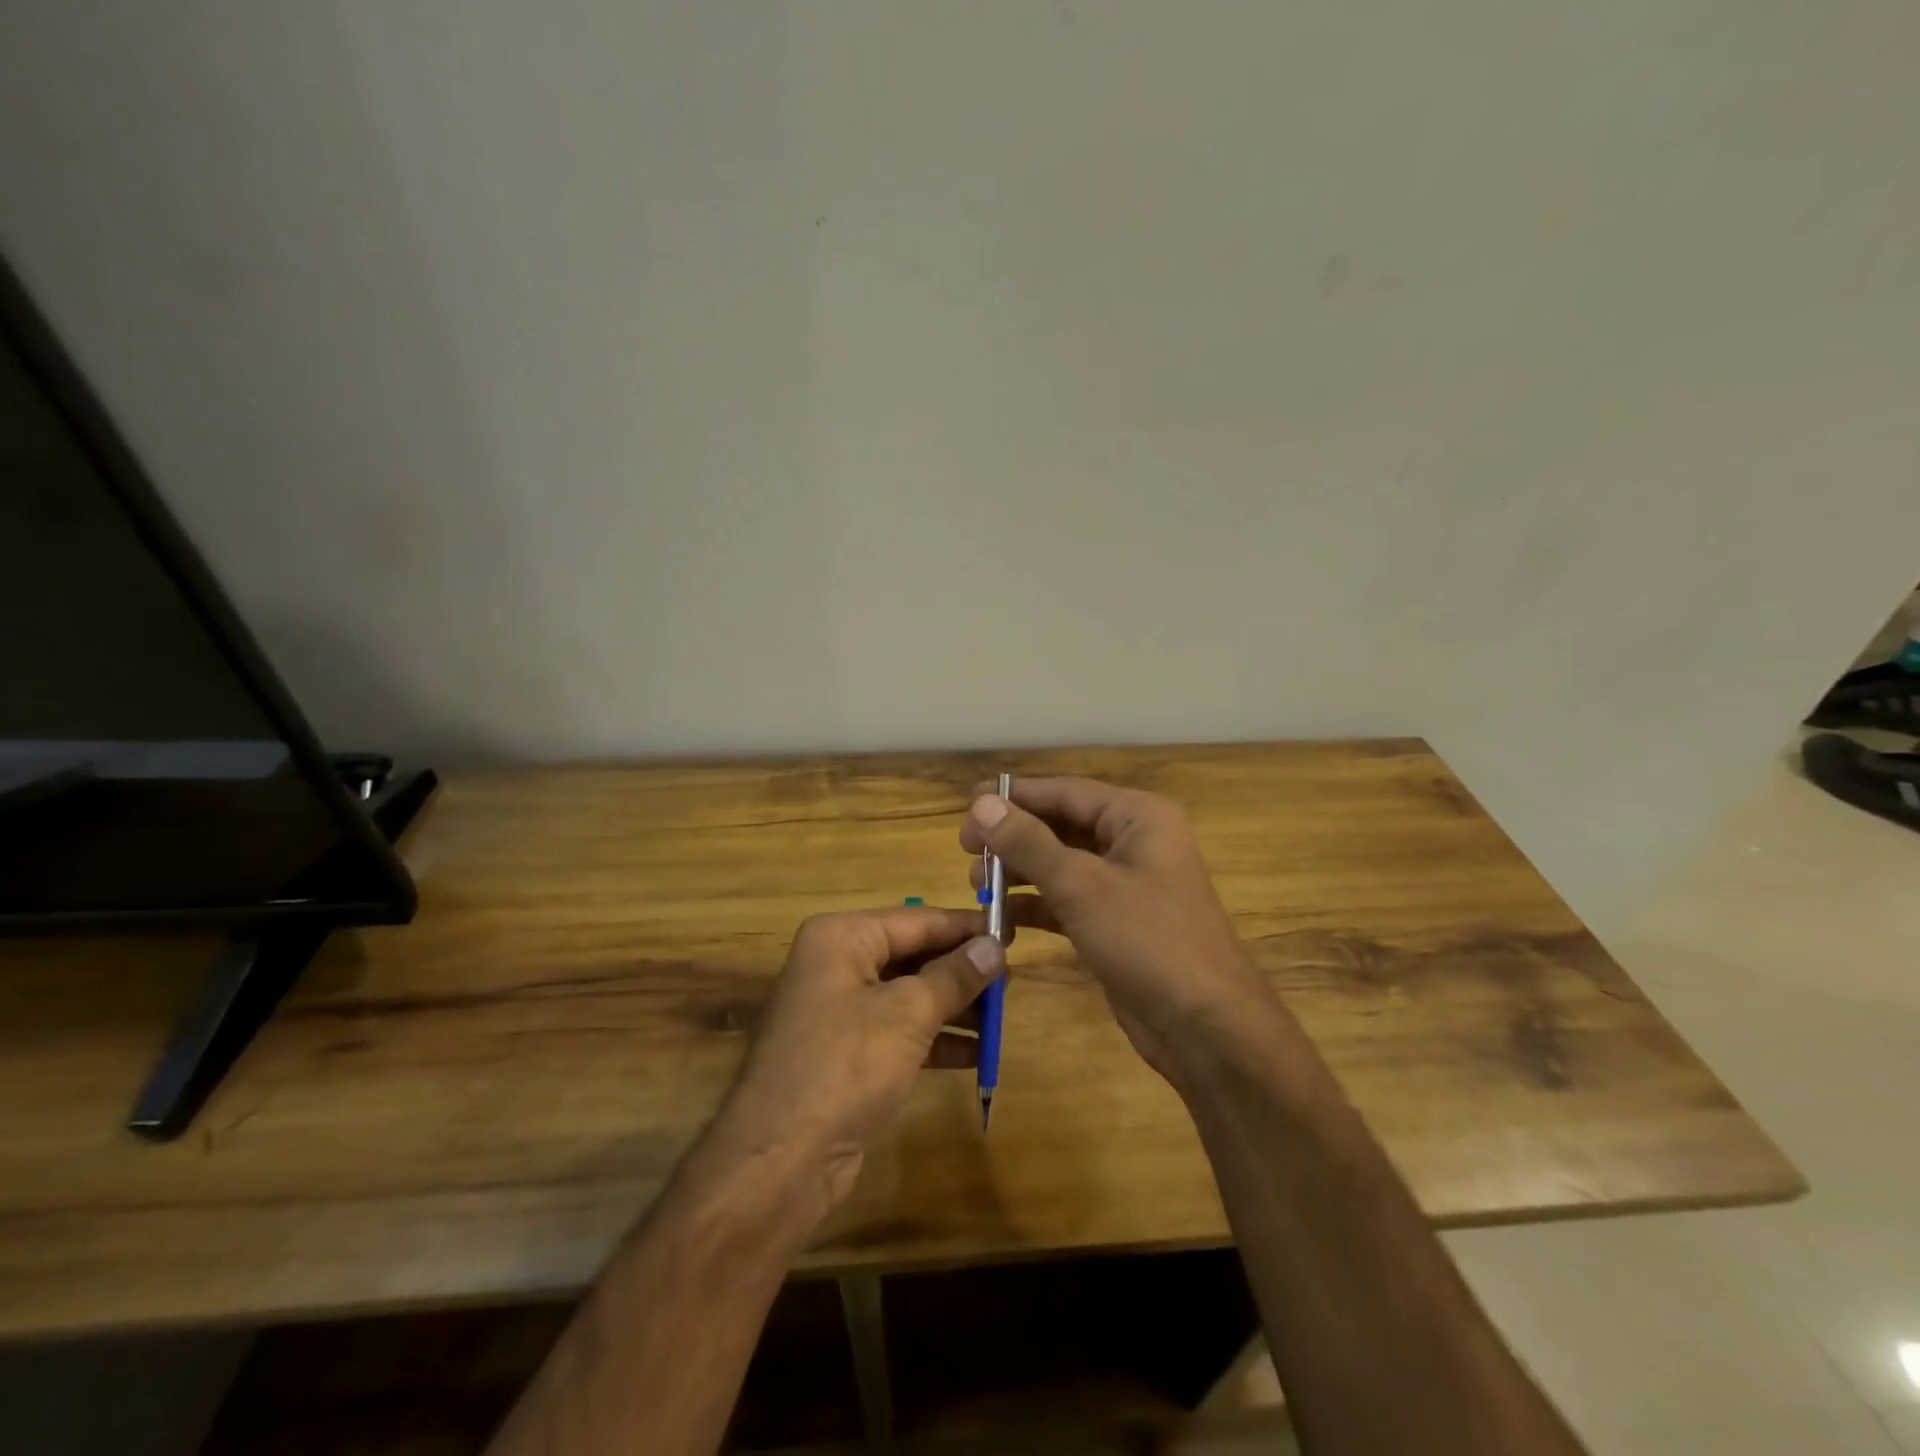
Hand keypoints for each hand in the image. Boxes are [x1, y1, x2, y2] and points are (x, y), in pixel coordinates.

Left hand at [710, 906, 1003, 1211]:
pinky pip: (898, 1031)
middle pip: (912, 955)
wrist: (781, 1159)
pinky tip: (975, 1054)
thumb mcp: (908, 1013)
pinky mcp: (845, 1053)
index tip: (1011, 932)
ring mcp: (839, 1010)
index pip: (917, 920)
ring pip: (908, 994)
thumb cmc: (847, 1064)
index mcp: (842, 937)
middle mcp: (836, 964)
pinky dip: (934, 1039)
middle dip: (960, 970)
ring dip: (953, 1006)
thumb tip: (995, 945)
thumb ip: (954, 976)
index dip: (965, 927)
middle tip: (1012, 977)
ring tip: (1000, 1014)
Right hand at [960, 777, 1284, 1083]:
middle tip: (965, 849)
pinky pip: (1068, 900)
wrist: (1205, 1026)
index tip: (967, 805)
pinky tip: (1001, 917)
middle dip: (1013, 837)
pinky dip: (1036, 905)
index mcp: (1138, 816)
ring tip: (976, 884)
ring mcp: (1126, 884)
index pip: (1065, 791)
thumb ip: (1028, 842)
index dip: (1014, 796)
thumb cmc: (1148, 940)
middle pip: (1061, 825)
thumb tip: (982, 802)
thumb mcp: (1081, 885)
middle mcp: (1134, 841)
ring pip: (1061, 864)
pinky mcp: (1116, 922)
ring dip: (1020, 872)